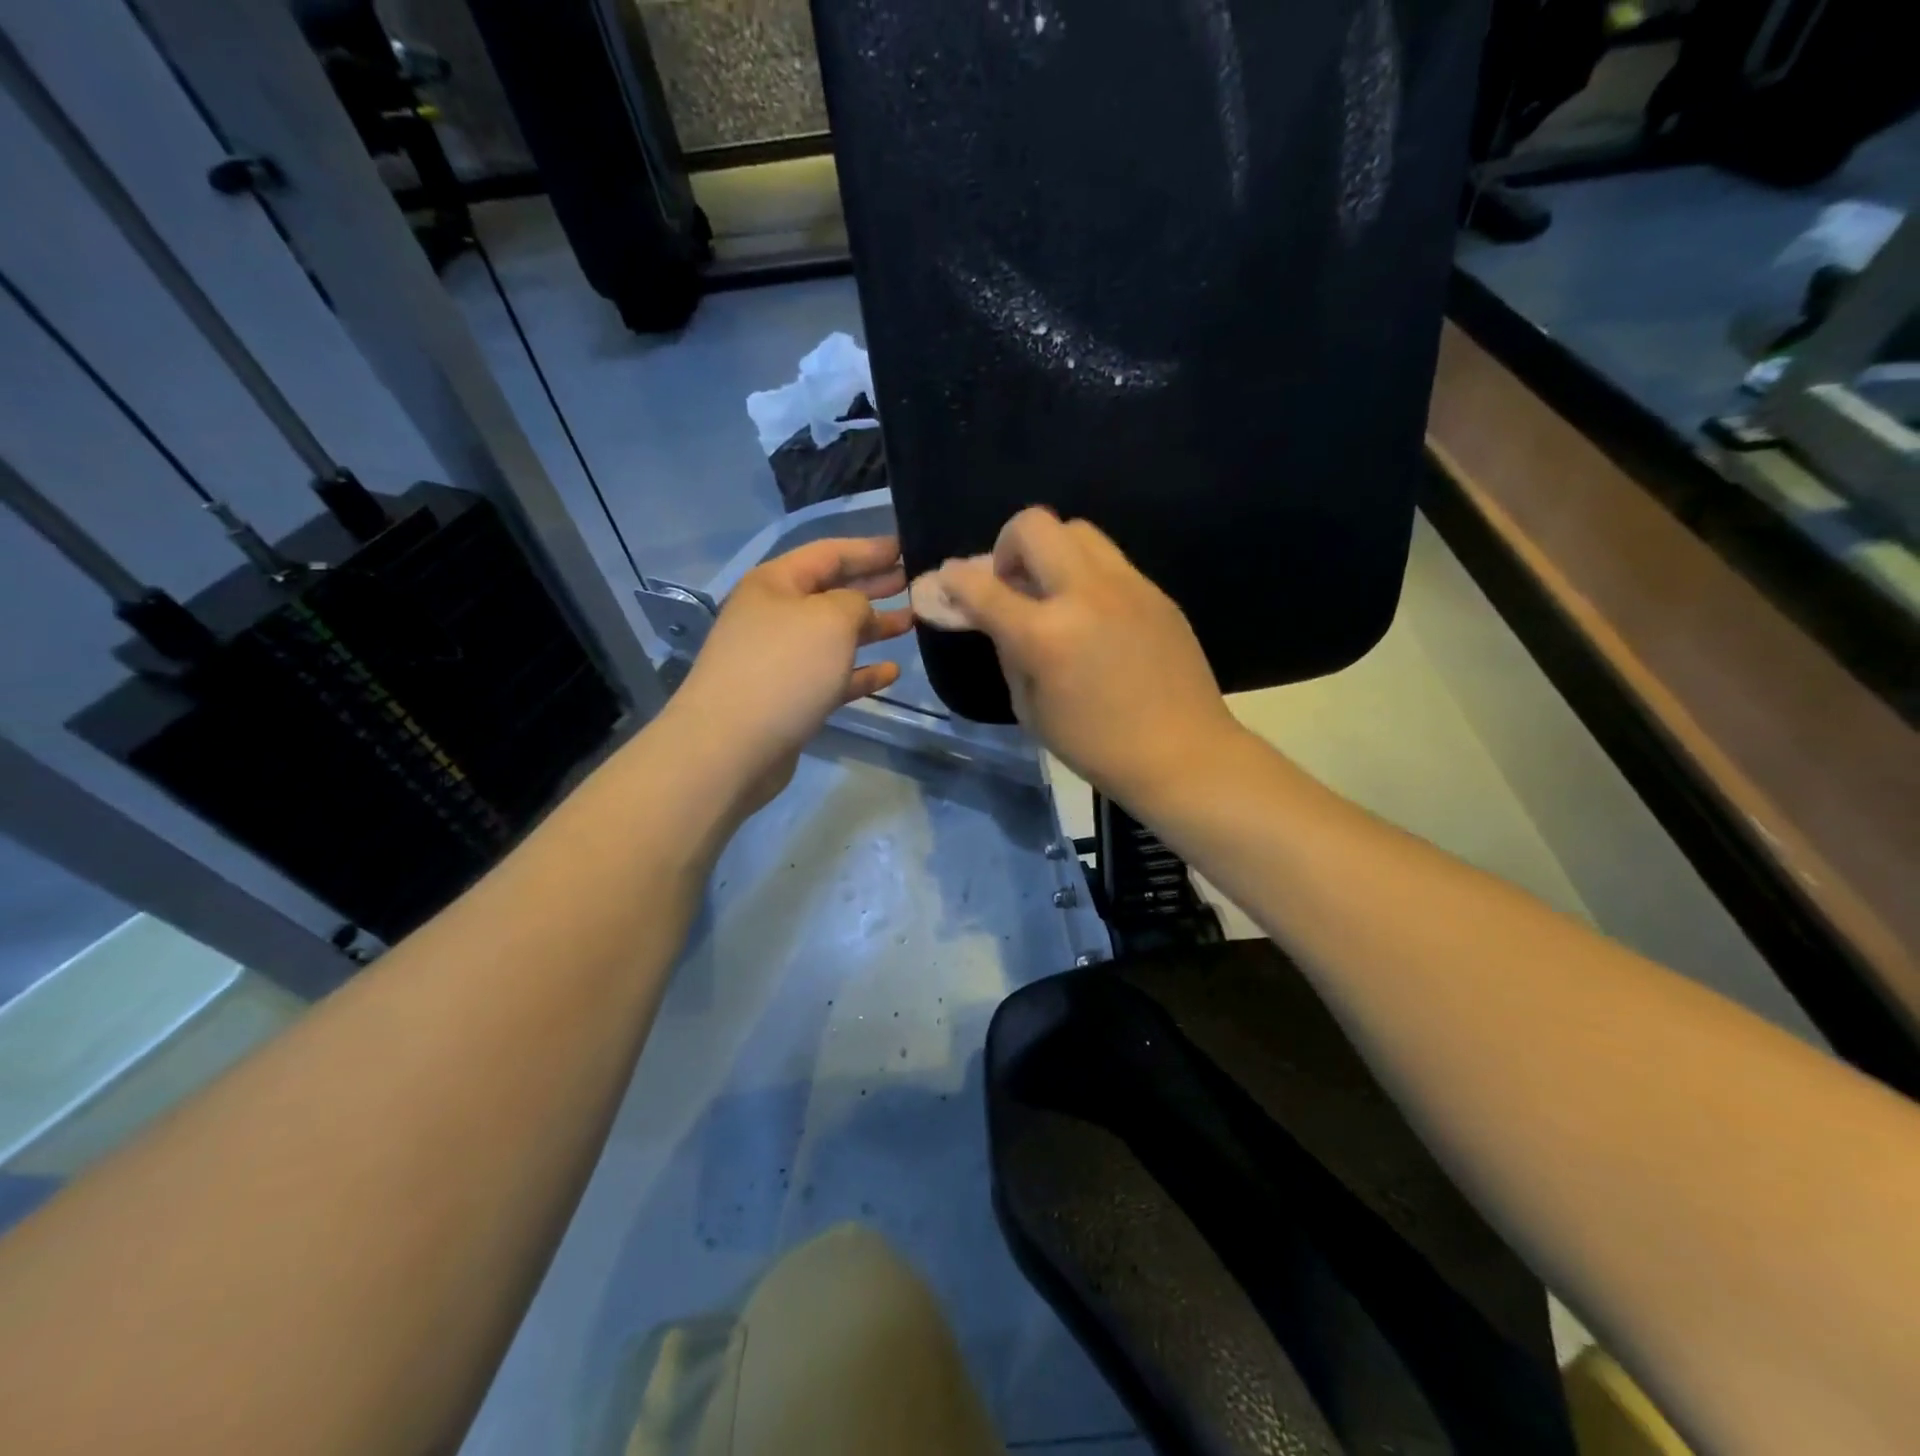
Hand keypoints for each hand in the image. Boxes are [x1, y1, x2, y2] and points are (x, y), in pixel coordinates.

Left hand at [666, 536, 912, 812]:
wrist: (731, 746)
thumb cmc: (784, 668)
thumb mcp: (831, 619)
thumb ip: (856, 603)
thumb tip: (860, 613)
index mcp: (776, 583)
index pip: (829, 553)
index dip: (869, 549)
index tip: (906, 548)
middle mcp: (775, 615)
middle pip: (831, 592)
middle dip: (872, 586)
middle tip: (913, 583)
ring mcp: (780, 659)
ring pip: (835, 636)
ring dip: (873, 628)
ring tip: (911, 623)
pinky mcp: (789, 698)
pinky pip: (832, 676)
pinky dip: (861, 671)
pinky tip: (891, 672)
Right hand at [934, 509, 1242, 804]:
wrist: (1182, 753)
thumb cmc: (1096, 746)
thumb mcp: (1031, 710)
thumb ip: (1009, 653)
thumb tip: (999, 620)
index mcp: (1045, 635)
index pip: (983, 586)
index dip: (955, 579)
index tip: (948, 580)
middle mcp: (1084, 594)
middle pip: (1034, 525)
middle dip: (1007, 544)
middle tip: (1012, 582)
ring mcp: (1126, 586)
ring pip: (1078, 530)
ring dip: (1051, 551)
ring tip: (1053, 591)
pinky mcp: (1155, 592)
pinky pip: (1110, 561)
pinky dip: (1086, 575)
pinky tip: (1092, 614)